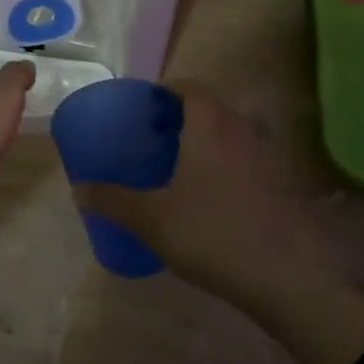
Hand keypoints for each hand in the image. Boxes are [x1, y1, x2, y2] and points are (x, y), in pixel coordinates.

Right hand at [72, 81, 363, 363]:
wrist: (284, 276)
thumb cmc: (211, 233)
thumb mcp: (152, 218)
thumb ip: (113, 200)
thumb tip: (79, 189)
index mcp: (210, 124)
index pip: (188, 87)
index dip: (164, 91)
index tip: (143, 108)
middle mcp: (242, 129)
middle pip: (210, 108)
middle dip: (181, 117)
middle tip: (153, 138)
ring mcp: (266, 156)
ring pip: (230, 134)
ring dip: (205, 141)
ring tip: (177, 166)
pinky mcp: (280, 184)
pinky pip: (245, 159)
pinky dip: (224, 164)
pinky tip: (208, 196)